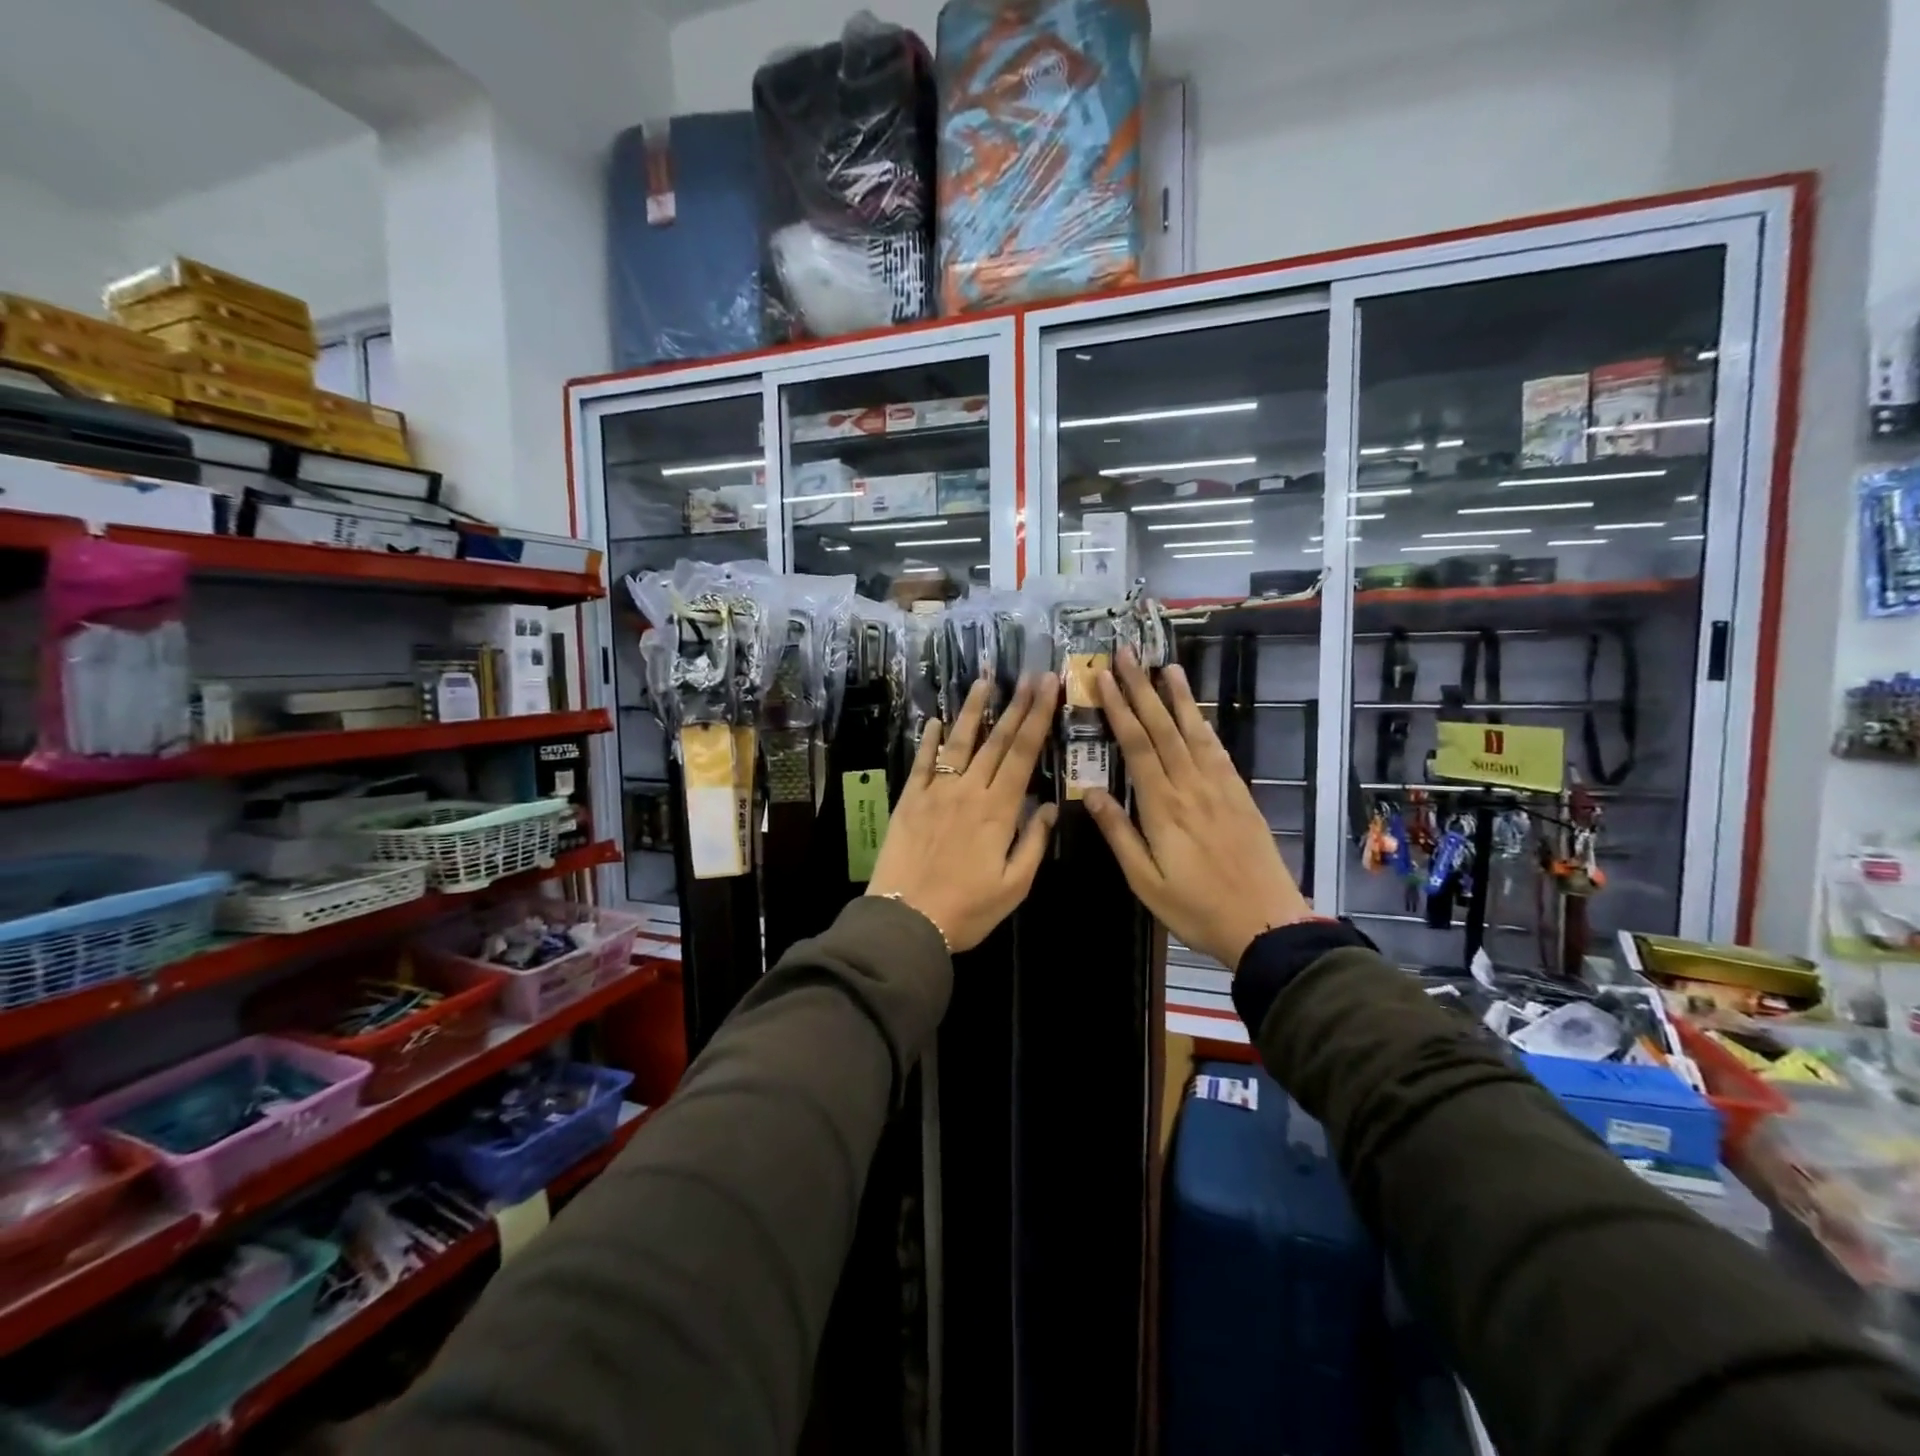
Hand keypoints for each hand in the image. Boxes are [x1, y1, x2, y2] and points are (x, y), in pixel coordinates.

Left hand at [867, 673, 1060, 951]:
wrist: (905, 919)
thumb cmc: (967, 909)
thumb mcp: (1014, 886)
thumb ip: (1034, 843)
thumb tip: (1050, 806)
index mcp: (999, 810)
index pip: (1023, 754)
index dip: (1038, 717)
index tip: (1049, 686)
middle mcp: (969, 791)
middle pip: (997, 740)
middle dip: (1017, 705)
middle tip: (1030, 675)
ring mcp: (936, 791)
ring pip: (960, 742)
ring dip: (973, 710)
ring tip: (984, 682)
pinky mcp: (910, 800)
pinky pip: (923, 762)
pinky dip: (931, 740)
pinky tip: (937, 721)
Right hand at [1083, 651, 1312, 968]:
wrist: (1266, 923)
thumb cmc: (1197, 907)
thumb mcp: (1145, 881)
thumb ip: (1119, 833)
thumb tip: (1089, 791)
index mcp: (1163, 807)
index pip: (1137, 746)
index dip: (1119, 709)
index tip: (1104, 679)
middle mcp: (1191, 786)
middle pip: (1163, 728)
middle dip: (1141, 689)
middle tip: (1126, 655)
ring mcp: (1220, 787)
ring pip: (1194, 732)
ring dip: (1177, 697)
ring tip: (1165, 666)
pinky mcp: (1240, 794)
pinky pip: (1218, 750)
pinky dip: (1204, 725)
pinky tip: (1197, 711)